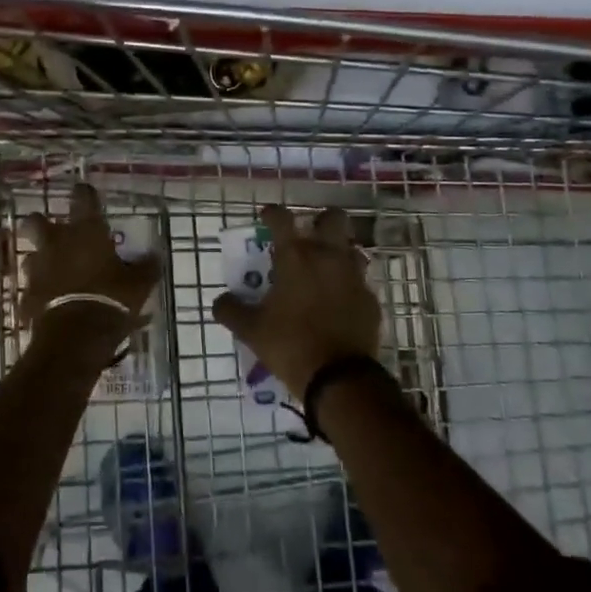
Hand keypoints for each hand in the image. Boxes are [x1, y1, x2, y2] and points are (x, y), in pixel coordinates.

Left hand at [21, 183, 160, 365]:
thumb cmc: (111, 299)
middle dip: (41, 224)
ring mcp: (38, 269)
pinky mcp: (27, 296)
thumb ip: (146, 267)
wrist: (75, 337)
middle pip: (35, 221)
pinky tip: (52, 303)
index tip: (87, 195)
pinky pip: (32, 289)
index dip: (85, 194)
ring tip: (57, 273)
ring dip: (42, 261)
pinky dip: (41, 292)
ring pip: (32, 255)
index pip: (83, 197)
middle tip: (56, 233)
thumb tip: (155, 256)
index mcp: (85, 231)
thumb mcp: (139, 284)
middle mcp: (56, 242)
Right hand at [213, 205, 380, 398]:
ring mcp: (354, 277)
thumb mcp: (251, 330)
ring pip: (352, 248)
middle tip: (307, 237)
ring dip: (339, 252)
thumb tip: (220, 300)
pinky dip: (349, 286)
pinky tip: (339, 303)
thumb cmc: (290, 345)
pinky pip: (360, 282)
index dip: (272, 213)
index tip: (266, 217)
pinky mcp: (370, 300)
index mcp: (296, 258)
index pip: (282, 218)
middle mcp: (328, 257)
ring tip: (324, 270)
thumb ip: (231, 310)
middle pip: (333, 218)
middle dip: (320, 221)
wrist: (340, 378)